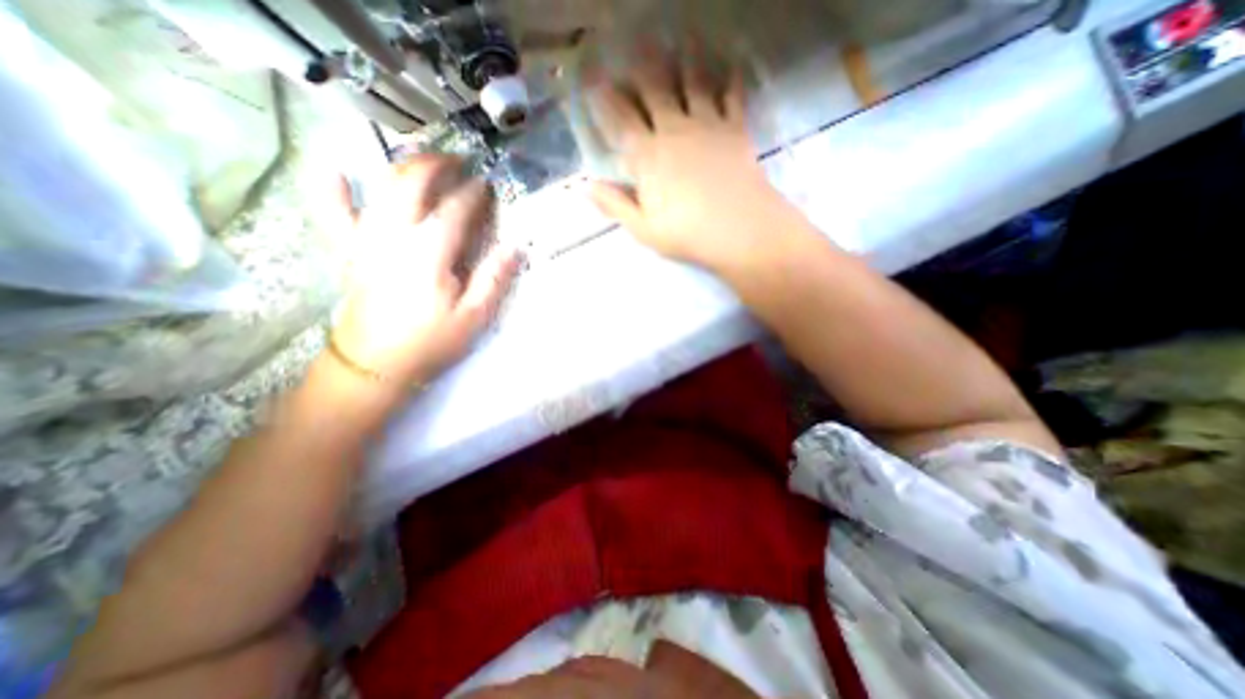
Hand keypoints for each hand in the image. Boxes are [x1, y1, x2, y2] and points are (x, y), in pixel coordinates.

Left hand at [329, 157, 519, 384]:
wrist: (375, 365)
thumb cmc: (430, 341)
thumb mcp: (473, 317)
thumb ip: (493, 279)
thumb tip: (515, 248)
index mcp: (429, 252)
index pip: (455, 209)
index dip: (474, 193)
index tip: (488, 185)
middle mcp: (394, 234)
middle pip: (412, 183)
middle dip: (437, 165)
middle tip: (459, 162)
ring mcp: (366, 238)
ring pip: (381, 187)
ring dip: (404, 167)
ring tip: (424, 163)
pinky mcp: (349, 250)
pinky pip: (334, 212)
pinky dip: (333, 188)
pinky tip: (337, 171)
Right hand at [587, 50, 795, 270]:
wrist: (739, 229)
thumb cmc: (687, 234)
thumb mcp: (643, 228)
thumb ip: (615, 204)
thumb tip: (586, 186)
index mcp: (648, 156)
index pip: (620, 120)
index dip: (605, 99)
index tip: (594, 80)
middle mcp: (674, 130)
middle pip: (654, 90)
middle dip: (640, 69)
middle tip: (634, 49)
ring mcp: (707, 125)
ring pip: (692, 82)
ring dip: (683, 62)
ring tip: (680, 44)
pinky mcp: (735, 128)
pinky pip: (732, 95)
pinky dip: (730, 80)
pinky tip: (730, 68)